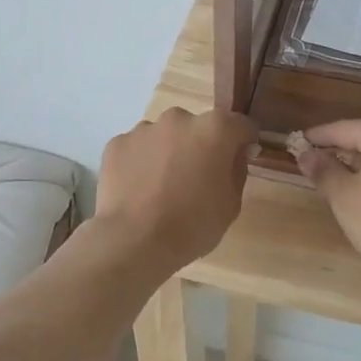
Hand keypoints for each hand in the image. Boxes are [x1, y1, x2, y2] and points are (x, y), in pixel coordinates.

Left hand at [92, 108, 256, 272]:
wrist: (134, 241)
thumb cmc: (192, 225)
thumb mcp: (231, 204)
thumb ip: (236, 170)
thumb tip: (235, 154)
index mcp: (215, 129)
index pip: (240, 125)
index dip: (244, 142)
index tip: (240, 159)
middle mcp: (179, 119)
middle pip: (198, 127)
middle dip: (201, 146)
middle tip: (196, 178)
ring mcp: (144, 128)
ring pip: (165, 135)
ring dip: (169, 152)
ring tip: (161, 186)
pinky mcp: (117, 143)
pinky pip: (137, 148)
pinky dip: (140, 162)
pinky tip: (138, 189)